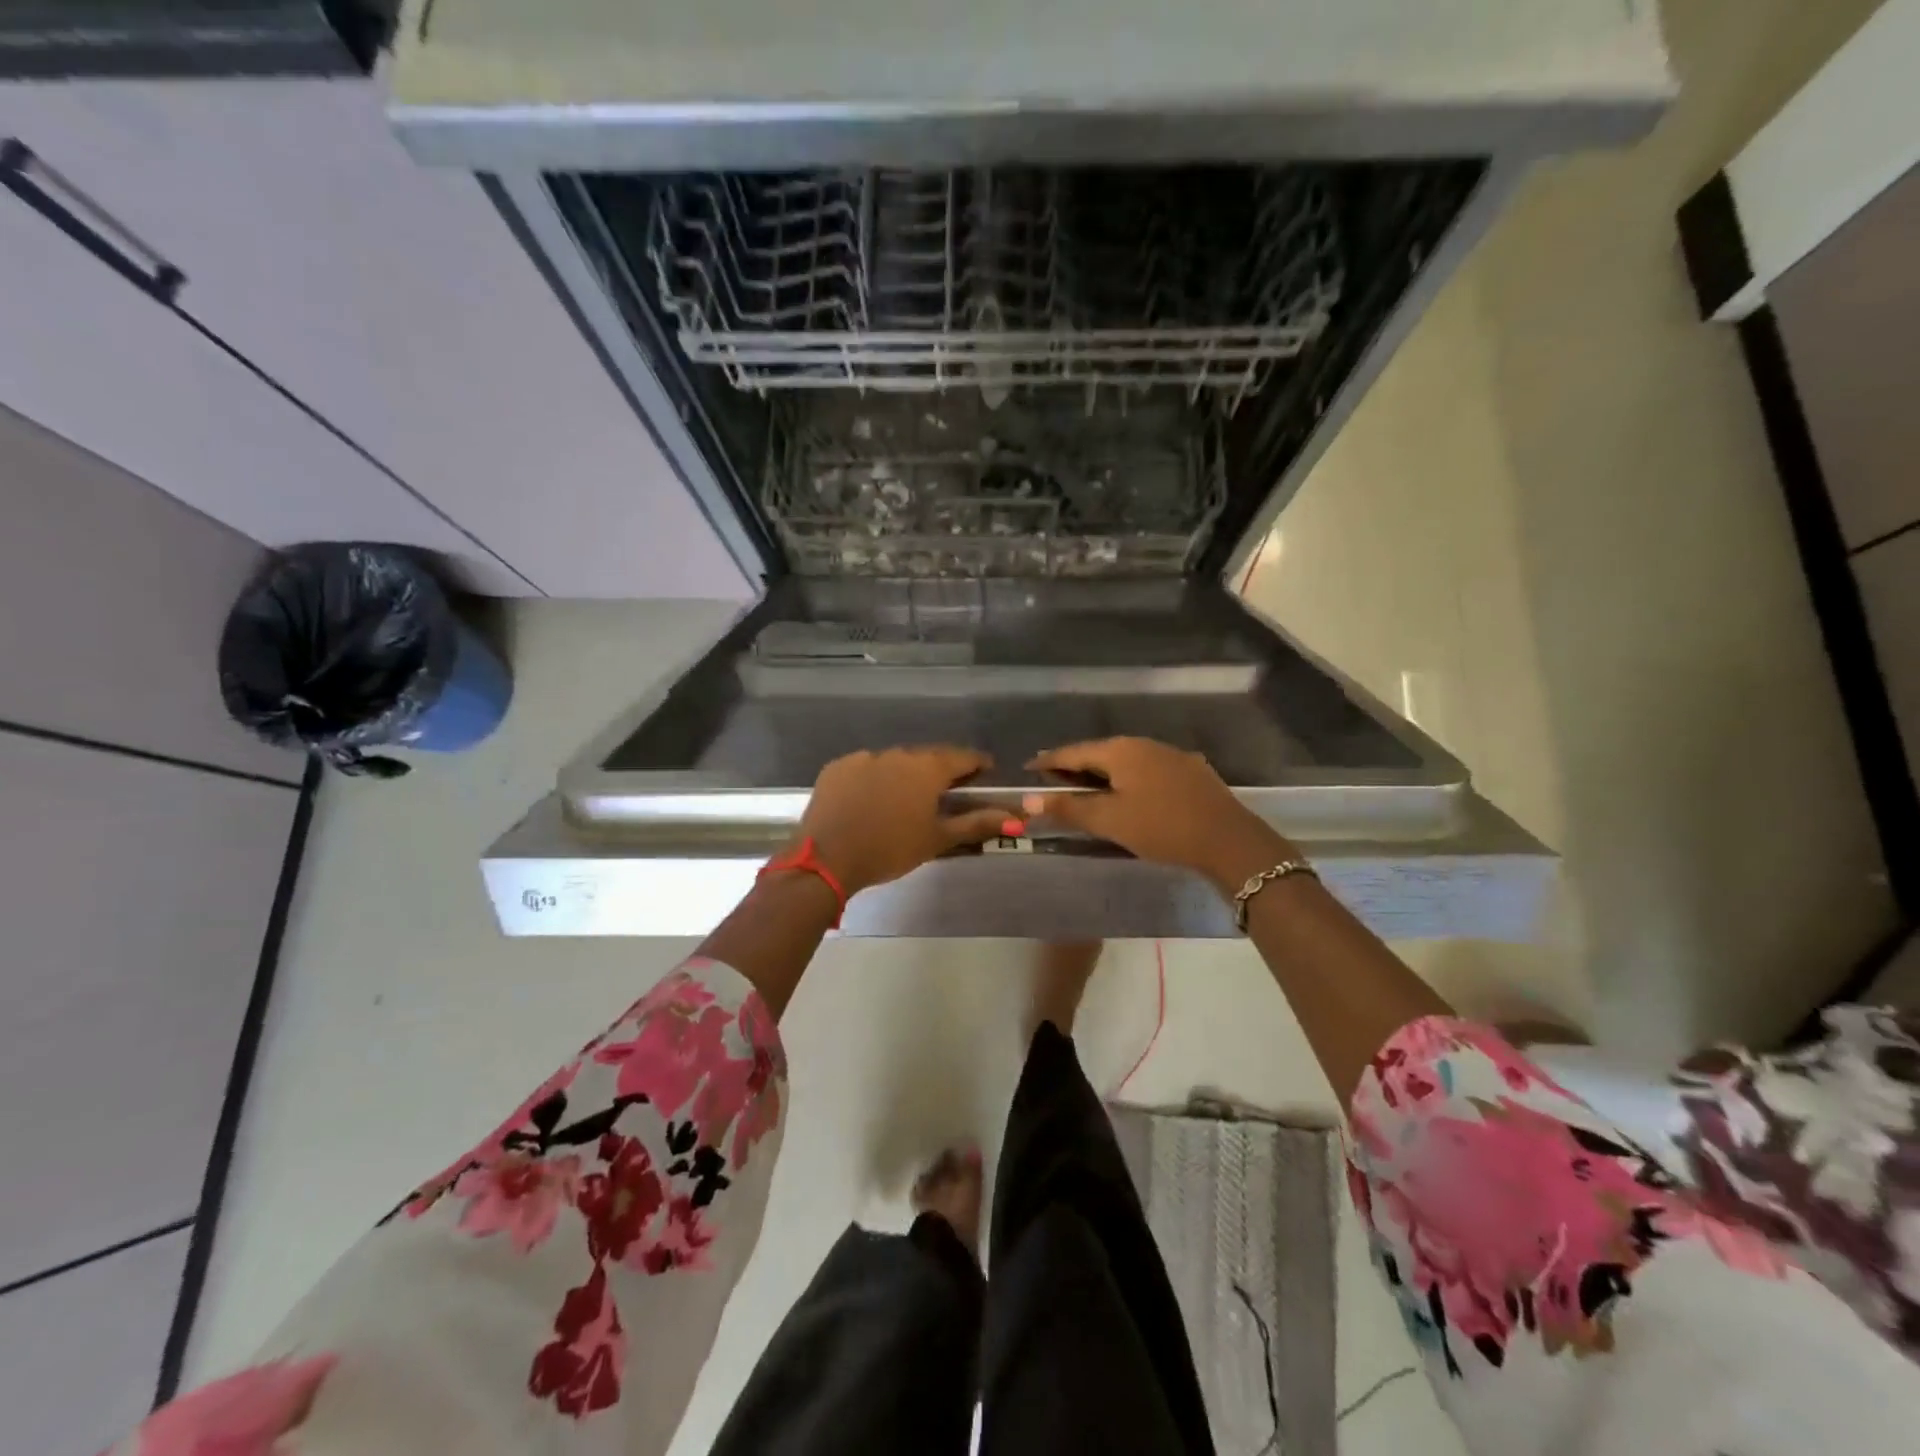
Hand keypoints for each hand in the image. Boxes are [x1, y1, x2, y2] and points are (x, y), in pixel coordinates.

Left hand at [799, 747, 1010, 896]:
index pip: (962, 757)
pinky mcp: (838, 767)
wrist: (826, 858)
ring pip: (894, 762)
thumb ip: (977, 824)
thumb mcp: (937, 840)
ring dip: (903, 776)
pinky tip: (869, 802)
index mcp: (927, 768)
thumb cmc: (890, 850)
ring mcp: (864, 757)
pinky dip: (873, 780)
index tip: (985, 774)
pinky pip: (865, 768)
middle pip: (927, 758)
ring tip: (903, 802)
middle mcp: (898, 754)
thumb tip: (1016, 818)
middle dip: (939, 772)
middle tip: (944, 793)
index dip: (977, 764)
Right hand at [1022, 738, 1297, 891]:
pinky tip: (1128, 792)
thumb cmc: (1161, 827)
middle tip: (1052, 778)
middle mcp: (1144, 744)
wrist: (1228, 840)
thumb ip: (1068, 808)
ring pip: (1125, 760)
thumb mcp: (1109, 820)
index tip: (1028, 768)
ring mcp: (1170, 755)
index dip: (1048, 762)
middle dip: (1074, 765)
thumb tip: (1027, 798)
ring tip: (1085, 785)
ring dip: (1102, 772)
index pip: (1073, 752)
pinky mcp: (1189, 771)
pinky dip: (1127, 778)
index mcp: (1120, 750)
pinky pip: (1146, 769)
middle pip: (1099, 752)